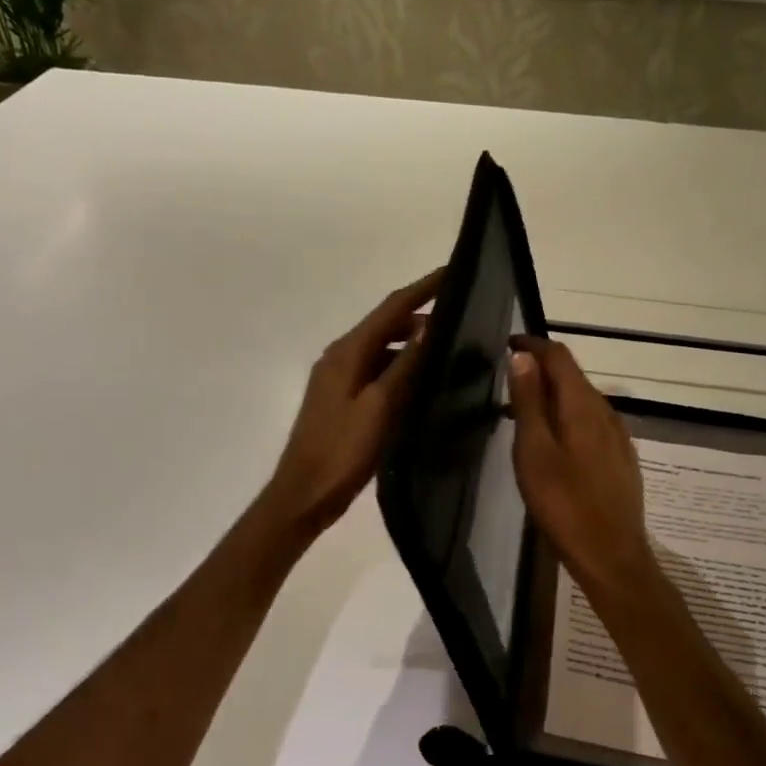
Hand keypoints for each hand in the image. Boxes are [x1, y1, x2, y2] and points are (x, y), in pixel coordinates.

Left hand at [261, 269, 441, 536]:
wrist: (304, 494)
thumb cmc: (342, 452)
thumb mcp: (378, 407)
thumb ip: (404, 366)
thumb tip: (429, 326)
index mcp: (346, 352)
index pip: (391, 308)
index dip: (423, 288)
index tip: (454, 270)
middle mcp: (339, 357)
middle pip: (385, 324)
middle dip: (420, 314)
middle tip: (461, 314)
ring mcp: (338, 379)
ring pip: (381, 348)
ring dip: (411, 342)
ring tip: (449, 346)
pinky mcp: (341, 399)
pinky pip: (375, 370)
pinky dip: (399, 367)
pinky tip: (421, 381)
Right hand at [506, 337, 655, 593]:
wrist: (611, 556)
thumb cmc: (564, 504)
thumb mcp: (535, 451)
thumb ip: (529, 402)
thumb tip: (522, 356)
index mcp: (583, 406)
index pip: (560, 357)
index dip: (533, 346)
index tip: (506, 345)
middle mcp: (606, 412)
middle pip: (573, 377)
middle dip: (541, 371)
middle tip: (507, 382)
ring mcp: (618, 437)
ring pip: (583, 401)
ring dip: (553, 397)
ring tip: (523, 413)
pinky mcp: (621, 459)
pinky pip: (591, 423)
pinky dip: (568, 418)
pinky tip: (554, 442)